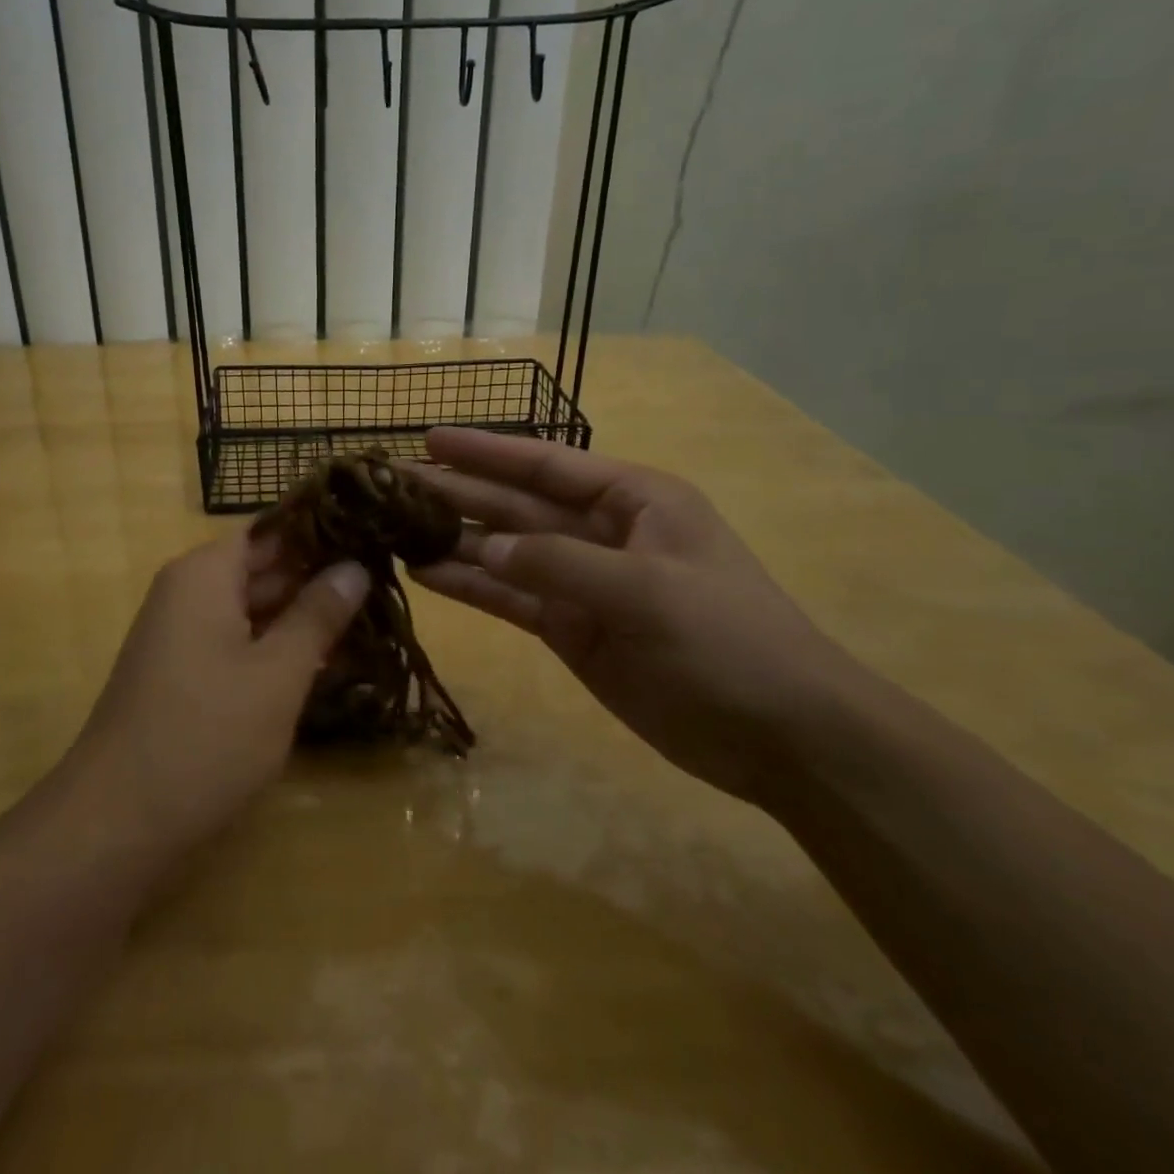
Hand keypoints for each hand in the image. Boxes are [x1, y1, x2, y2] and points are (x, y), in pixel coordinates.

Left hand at [65, 532, 367, 850]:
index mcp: (205, 573)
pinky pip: (240, 641)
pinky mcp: (186, 673)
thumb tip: (355, 567)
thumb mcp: (277, 674)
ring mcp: (184, 635)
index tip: (372, 530)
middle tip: (386, 577)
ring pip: (255, 607)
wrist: (116, 823)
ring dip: (305, 614)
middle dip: (320, 574)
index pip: (271, 528)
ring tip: (373, 614)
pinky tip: (329, 659)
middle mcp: (189, 592)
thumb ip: (318, 615)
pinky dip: (280, 645)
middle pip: (264, 566)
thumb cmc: (205, 735)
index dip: (321, 528)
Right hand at [407, 428, 871, 802]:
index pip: (545, 464)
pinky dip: (471, 587)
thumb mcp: (648, 590)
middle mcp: (600, 532)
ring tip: (393, 528)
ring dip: (454, 540)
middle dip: (458, 492)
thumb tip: (484, 548)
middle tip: (392, 484)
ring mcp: (582, 583)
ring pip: (505, 551)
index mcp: (632, 499)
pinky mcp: (570, 629)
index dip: (487, 450)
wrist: (781, 734)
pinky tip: (425, 575)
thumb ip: (559, 563)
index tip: (430, 439)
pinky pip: (510, 599)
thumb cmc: (729, 640)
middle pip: (515, 505)